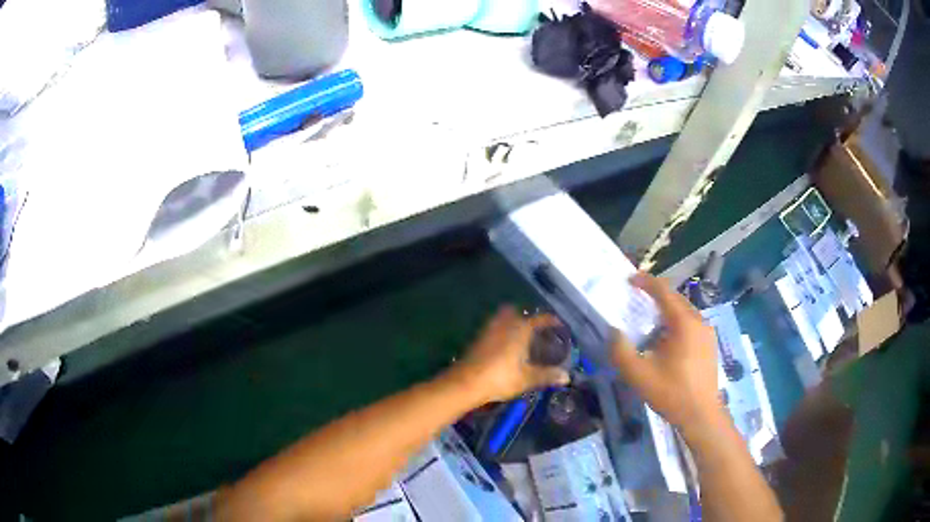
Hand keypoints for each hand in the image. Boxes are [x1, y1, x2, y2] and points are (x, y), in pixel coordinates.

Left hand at [453, 307, 570, 403]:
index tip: (558, 324)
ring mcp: (488, 330)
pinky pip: (493, 329)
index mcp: (520, 329)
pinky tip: (504, 347)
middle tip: (535, 330)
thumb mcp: (527, 378)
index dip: (550, 320)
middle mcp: (505, 324)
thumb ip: (547, 375)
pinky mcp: (477, 339)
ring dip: (511, 324)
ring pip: (502, 319)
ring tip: (520, 338)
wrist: (465, 382)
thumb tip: (567, 377)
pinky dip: (500, 333)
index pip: (539, 319)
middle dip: (525, 318)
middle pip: (516, 313)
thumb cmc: (500, 378)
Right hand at [610, 273, 722, 429]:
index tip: (629, 279)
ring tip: (649, 319)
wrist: (701, 415)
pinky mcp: (710, 344)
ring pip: (685, 311)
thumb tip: (613, 331)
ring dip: (667, 310)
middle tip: (636, 297)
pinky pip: (691, 323)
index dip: (646, 282)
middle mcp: (698, 321)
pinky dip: (676, 322)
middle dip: (656, 294)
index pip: (664, 292)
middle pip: (676, 299)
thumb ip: (621, 351)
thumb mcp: (639, 375)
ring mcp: (707, 332)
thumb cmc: (671, 393)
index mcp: (683, 323)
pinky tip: (666, 339)